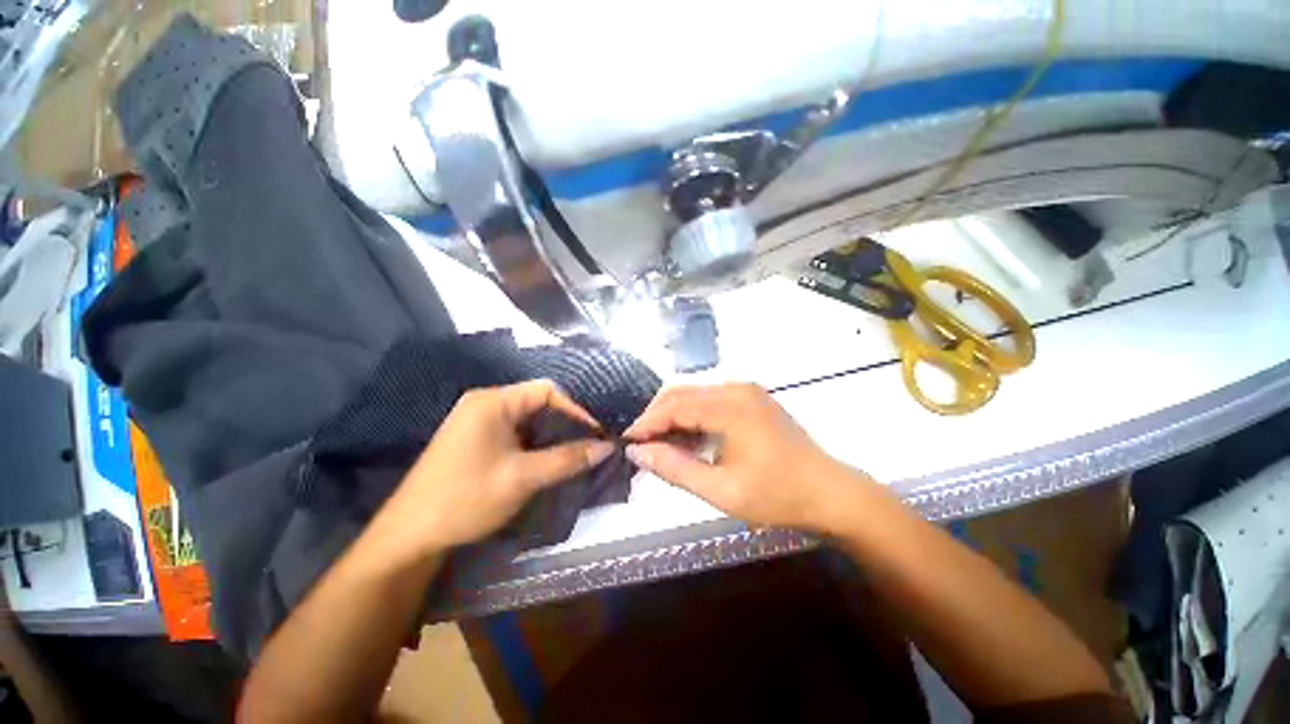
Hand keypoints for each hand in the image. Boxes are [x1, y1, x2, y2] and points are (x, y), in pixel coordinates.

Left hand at [371, 380, 614, 561]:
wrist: (409, 537)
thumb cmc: (467, 498)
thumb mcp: (524, 477)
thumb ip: (568, 458)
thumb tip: (607, 446)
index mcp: (493, 401)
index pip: (547, 390)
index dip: (575, 408)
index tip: (595, 432)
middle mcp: (485, 403)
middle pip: (537, 402)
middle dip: (565, 422)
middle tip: (589, 442)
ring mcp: (477, 421)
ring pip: (528, 419)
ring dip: (551, 434)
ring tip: (575, 451)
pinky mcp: (475, 439)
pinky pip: (515, 431)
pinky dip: (535, 442)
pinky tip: (548, 459)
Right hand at [624, 383, 873, 532]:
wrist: (830, 492)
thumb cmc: (777, 495)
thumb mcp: (721, 491)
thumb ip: (675, 469)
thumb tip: (637, 453)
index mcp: (730, 407)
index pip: (673, 406)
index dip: (645, 423)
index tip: (626, 441)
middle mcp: (736, 388)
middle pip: (681, 392)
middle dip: (655, 416)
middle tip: (640, 444)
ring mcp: (745, 390)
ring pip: (693, 394)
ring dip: (672, 415)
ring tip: (659, 444)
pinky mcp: (751, 397)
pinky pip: (709, 399)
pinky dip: (692, 415)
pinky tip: (687, 437)